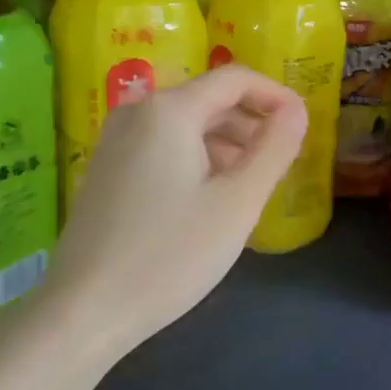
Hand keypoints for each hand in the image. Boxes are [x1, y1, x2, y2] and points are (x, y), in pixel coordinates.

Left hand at [31, 65, 306, 358]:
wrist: (85, 310)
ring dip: (227, 145)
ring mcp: (116, 141)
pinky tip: (211, 199)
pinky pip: (164, 147)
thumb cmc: (171, 254)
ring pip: (187, 126)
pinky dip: (198, 159)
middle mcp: (138, 112)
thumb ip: (274, 149)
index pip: (235, 79)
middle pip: (209, 100)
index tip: (305, 125)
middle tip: (283, 163)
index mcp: (169, 111)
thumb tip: (297, 110)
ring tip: (253, 186)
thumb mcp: (237, 203)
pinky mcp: (108, 169)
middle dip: (252, 124)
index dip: (276, 95)